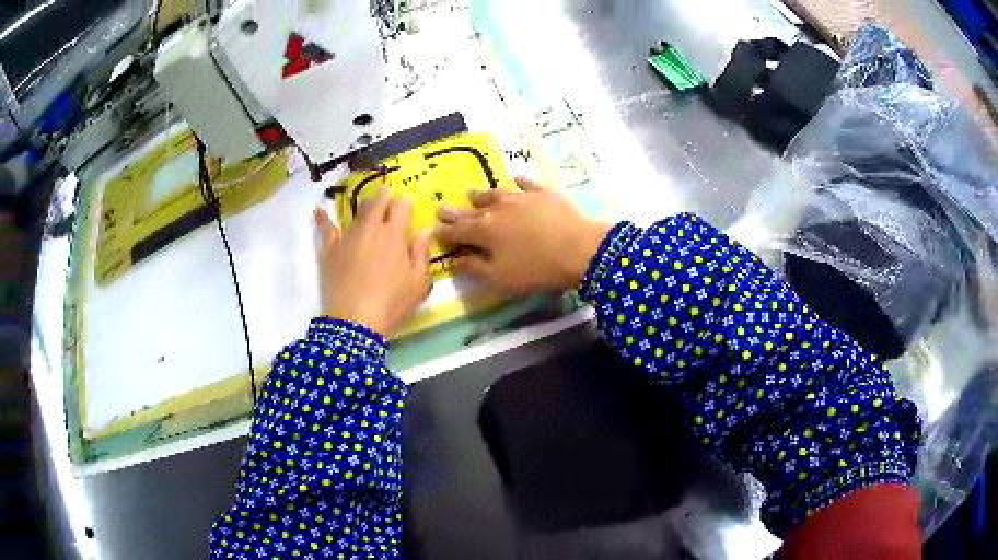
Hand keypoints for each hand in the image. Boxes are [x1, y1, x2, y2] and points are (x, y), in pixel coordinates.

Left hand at [315, 192, 431, 334]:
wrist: (355, 321)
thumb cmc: (392, 303)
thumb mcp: (419, 283)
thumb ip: (422, 253)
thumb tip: (425, 230)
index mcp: (394, 234)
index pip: (401, 206)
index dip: (405, 203)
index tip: (407, 206)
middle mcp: (370, 228)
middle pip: (377, 203)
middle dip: (384, 196)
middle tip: (387, 194)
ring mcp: (347, 236)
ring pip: (356, 212)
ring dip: (365, 206)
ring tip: (368, 204)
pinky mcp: (330, 249)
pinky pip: (326, 228)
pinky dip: (323, 219)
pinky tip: (319, 210)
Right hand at [435, 177, 610, 293]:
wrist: (578, 248)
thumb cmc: (536, 268)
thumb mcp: (501, 277)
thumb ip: (475, 268)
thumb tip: (456, 259)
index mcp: (484, 231)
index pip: (458, 231)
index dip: (444, 231)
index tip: (433, 228)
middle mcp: (497, 210)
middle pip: (472, 211)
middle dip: (455, 211)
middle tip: (441, 207)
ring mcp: (521, 198)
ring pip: (495, 194)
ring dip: (481, 195)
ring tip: (470, 193)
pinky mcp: (543, 194)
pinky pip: (527, 184)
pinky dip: (519, 181)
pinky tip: (515, 178)